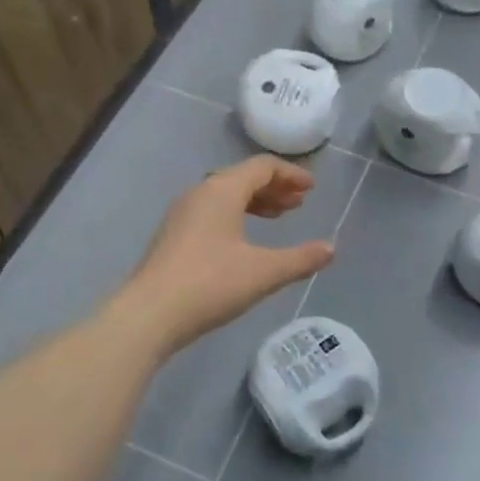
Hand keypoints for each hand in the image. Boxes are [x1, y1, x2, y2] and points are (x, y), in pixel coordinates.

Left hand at [118, 156, 334, 354]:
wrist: (149, 314)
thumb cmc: (210, 284)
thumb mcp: (264, 272)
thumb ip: (301, 259)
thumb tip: (330, 249)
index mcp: (222, 190)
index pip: (262, 166)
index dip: (291, 174)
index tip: (312, 188)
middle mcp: (200, 192)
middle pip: (242, 177)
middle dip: (274, 187)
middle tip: (299, 203)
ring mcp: (182, 213)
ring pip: (225, 195)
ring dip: (255, 201)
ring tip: (278, 217)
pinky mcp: (173, 235)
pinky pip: (211, 211)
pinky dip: (236, 215)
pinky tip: (244, 240)